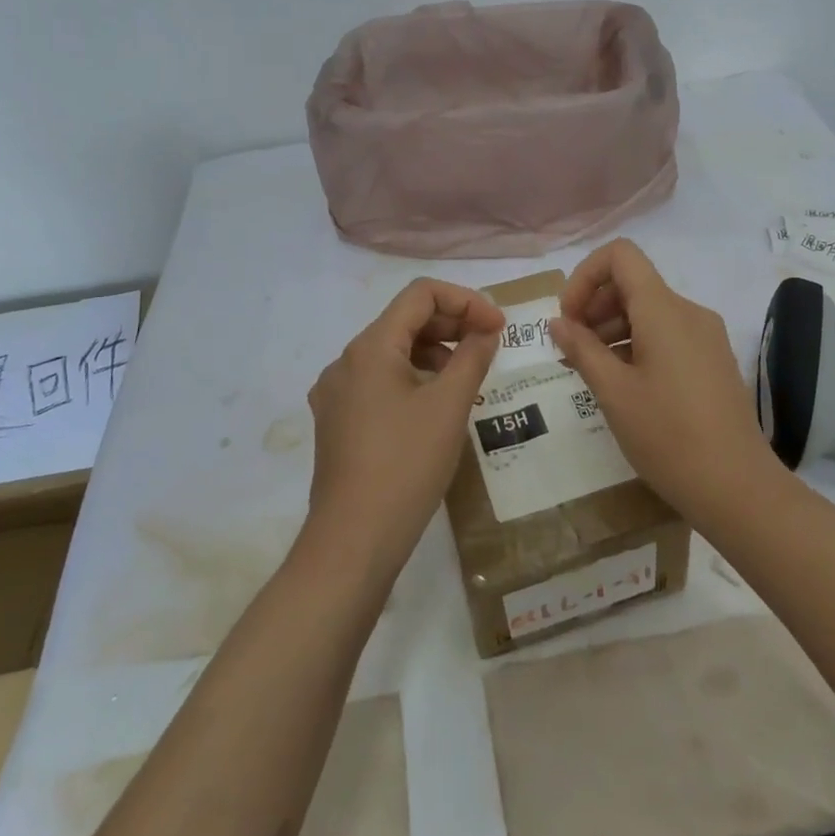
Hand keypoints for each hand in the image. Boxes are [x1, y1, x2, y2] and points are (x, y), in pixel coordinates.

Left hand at [304, 278, 502, 574]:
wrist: (353, 540)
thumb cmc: (406, 465)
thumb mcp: (450, 406)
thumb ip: (472, 357)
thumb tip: (486, 330)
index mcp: (369, 347)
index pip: (420, 294)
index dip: (465, 301)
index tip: (498, 327)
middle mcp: (345, 361)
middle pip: (404, 320)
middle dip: (451, 324)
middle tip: (490, 346)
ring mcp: (336, 393)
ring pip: (391, 352)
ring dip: (433, 352)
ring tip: (465, 378)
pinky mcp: (337, 421)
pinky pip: (379, 381)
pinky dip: (412, 378)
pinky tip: (435, 406)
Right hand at [549, 239, 776, 517]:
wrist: (737, 488)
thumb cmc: (668, 436)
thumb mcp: (613, 392)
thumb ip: (581, 349)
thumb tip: (557, 322)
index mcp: (664, 310)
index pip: (620, 256)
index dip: (585, 276)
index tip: (568, 318)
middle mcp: (688, 312)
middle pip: (633, 283)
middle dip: (594, 306)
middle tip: (570, 349)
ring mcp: (705, 336)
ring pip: (649, 310)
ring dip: (612, 327)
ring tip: (590, 370)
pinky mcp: (712, 360)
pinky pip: (667, 334)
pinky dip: (636, 344)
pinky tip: (621, 383)